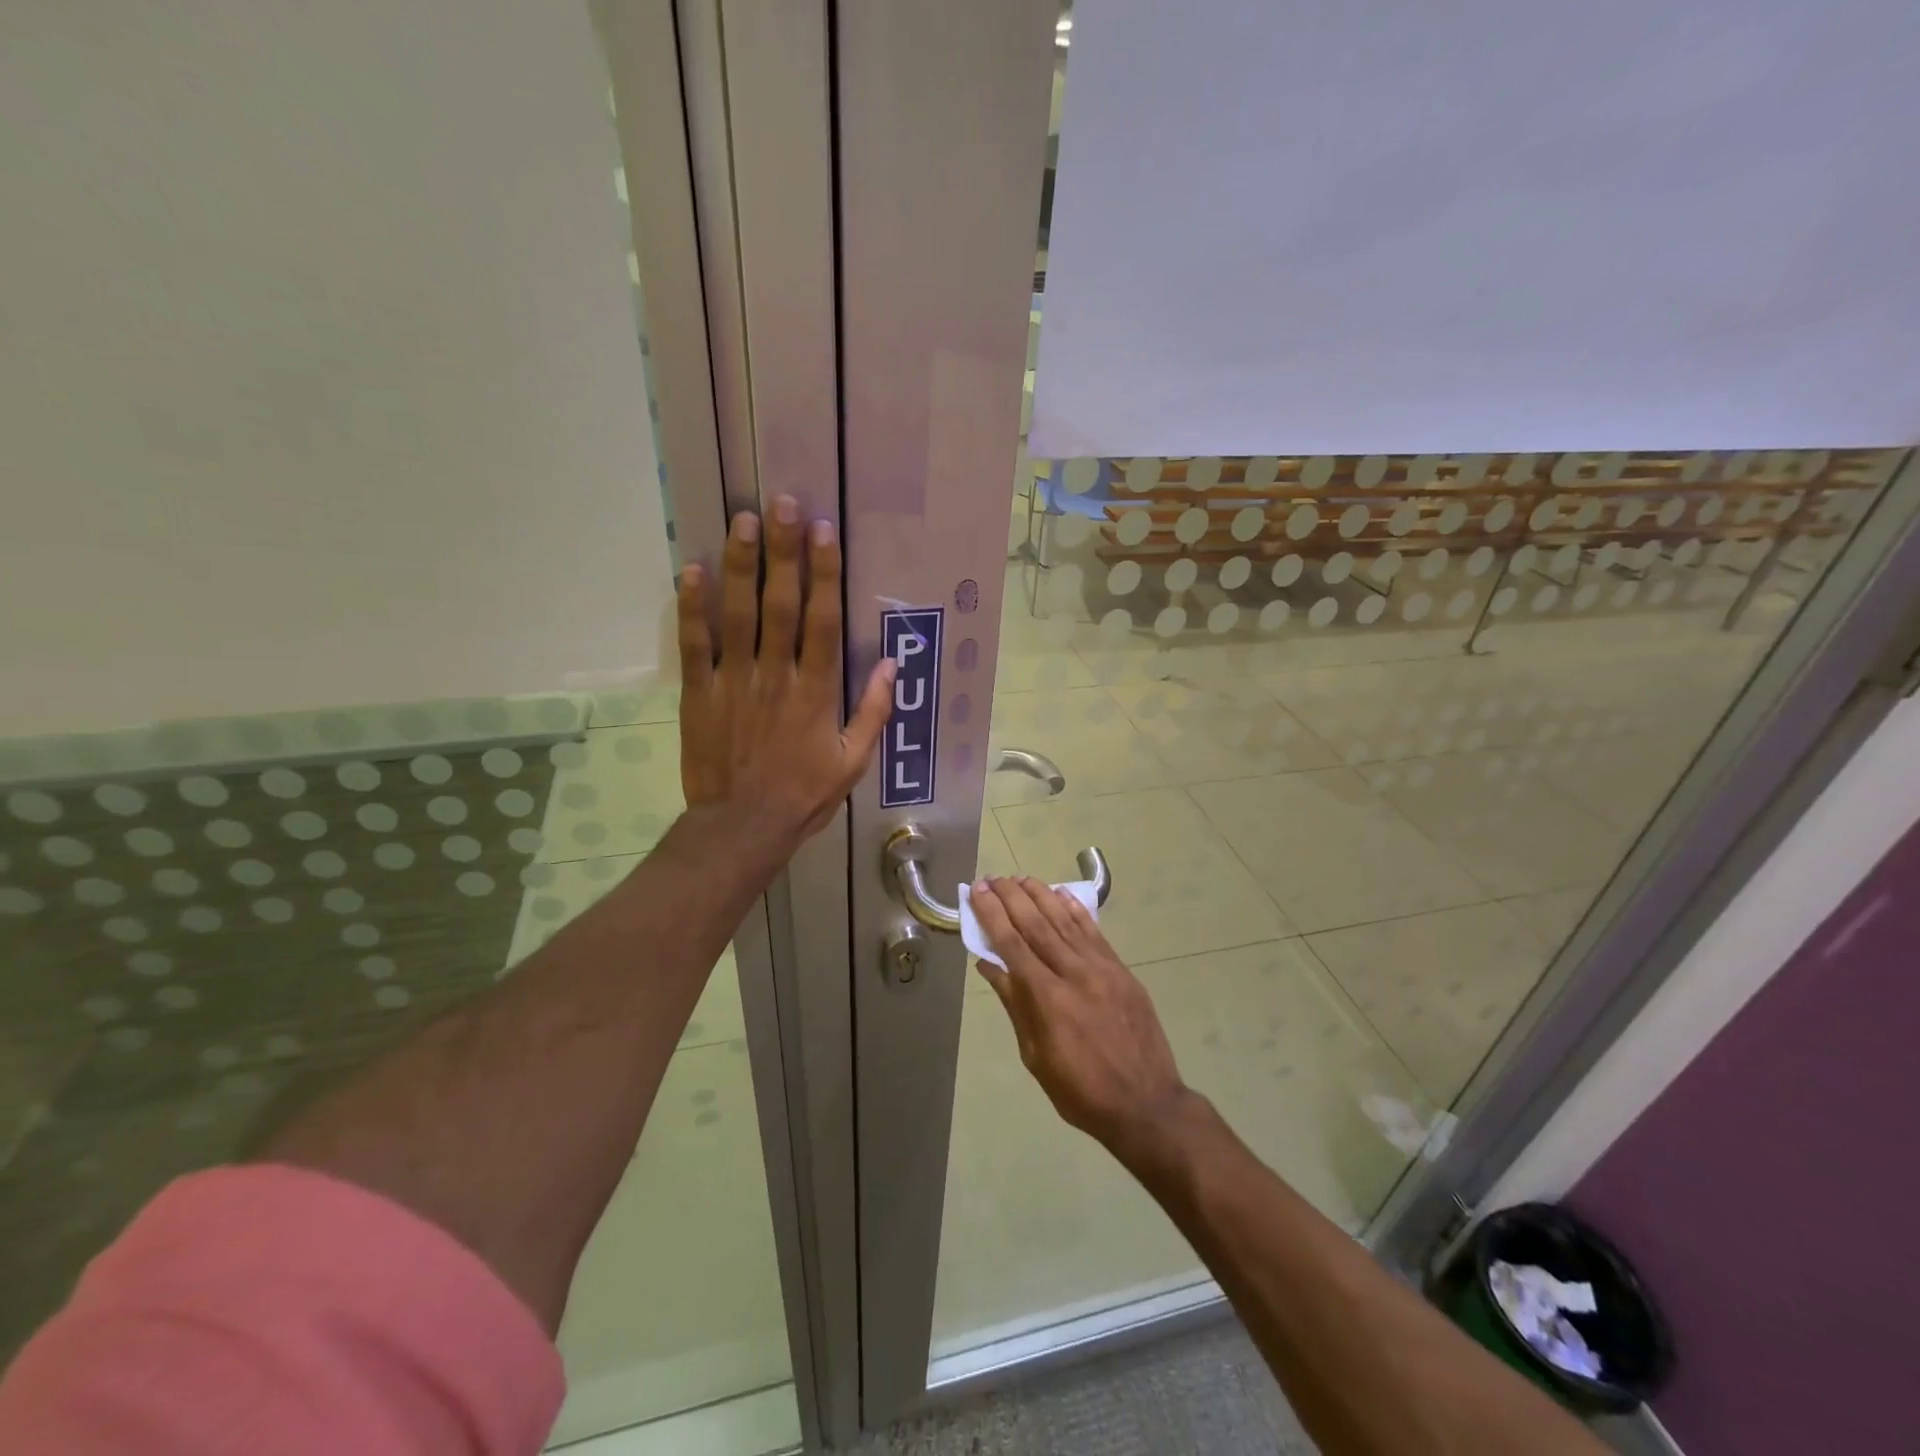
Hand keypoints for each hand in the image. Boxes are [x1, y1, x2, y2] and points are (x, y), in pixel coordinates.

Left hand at [678, 497, 893, 847]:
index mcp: (815, 692)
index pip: (822, 622)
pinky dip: (692, 607)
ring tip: (744, 519)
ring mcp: (733, 682)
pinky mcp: (699, 693)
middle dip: (783, 552)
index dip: (823, 574)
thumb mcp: (852, 762)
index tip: (823, 533)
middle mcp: (775, 676)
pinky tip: (693, 570)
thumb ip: (871, 713)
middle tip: (783, 504)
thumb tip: (891, 667)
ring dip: (742, 565)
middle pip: (779, 605)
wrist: (742, 826)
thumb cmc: (803, 795)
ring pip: (738, 615)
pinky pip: (695, 645)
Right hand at [969, 876, 1197, 1163]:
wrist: (1147, 1104)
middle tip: (992, 878)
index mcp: (1047, 998)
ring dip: (1040, 896)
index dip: (992, 914)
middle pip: (1036, 925)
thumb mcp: (1036, 1057)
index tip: (977, 891)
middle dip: (1011, 898)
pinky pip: (1094, 933)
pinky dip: (1075, 911)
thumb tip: (990, 965)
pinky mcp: (1122, 971)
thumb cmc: (1081, 1091)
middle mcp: (1074, 973)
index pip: (1012, 944)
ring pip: (1065, 922)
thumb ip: (1016, 1005)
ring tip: (1020, 878)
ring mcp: (1102, 969)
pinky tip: (1061, 895)